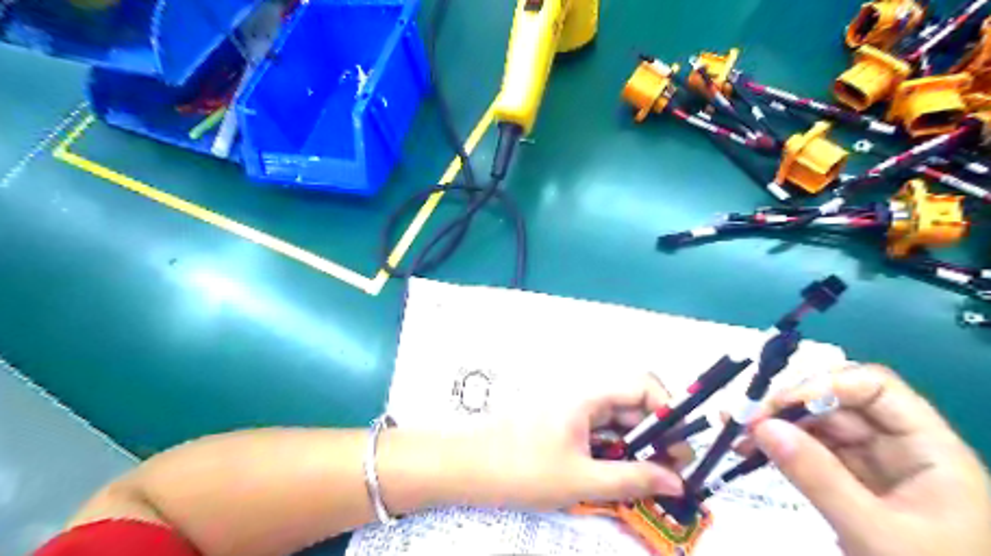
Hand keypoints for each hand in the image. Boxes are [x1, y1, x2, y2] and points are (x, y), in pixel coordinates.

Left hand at [447, 374, 690, 512]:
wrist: (467, 466)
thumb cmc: (523, 469)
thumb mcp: (582, 480)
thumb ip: (632, 479)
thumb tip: (677, 482)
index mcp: (590, 396)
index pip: (643, 385)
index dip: (669, 410)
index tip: (680, 447)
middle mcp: (584, 396)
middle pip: (633, 405)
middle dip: (657, 436)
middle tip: (673, 474)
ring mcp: (572, 412)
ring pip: (617, 422)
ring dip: (637, 448)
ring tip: (650, 481)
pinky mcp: (562, 427)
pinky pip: (599, 434)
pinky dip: (615, 452)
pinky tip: (619, 477)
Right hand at [753, 365, 989, 555]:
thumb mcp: (874, 532)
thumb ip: (819, 477)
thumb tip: (762, 427)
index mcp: (928, 449)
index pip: (875, 388)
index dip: (826, 385)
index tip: (780, 405)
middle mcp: (899, 447)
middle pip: (838, 404)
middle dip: (788, 407)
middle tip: (745, 421)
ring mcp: (873, 466)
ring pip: (818, 427)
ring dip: (775, 426)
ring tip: (736, 435)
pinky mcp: (850, 485)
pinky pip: (810, 453)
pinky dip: (779, 448)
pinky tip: (748, 449)